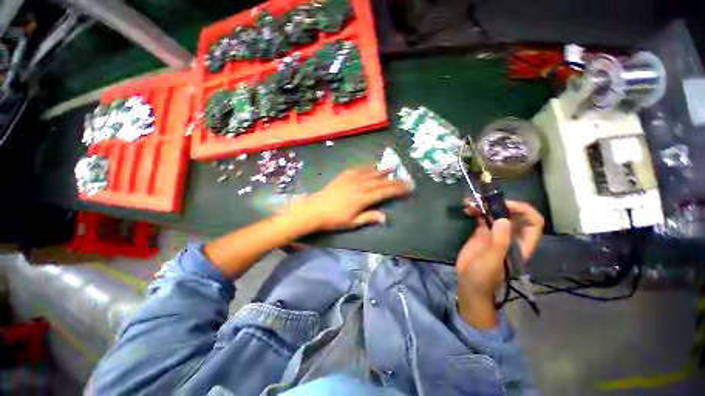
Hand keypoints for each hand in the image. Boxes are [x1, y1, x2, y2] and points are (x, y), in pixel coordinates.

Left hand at [289, 166, 411, 231]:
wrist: (314, 209)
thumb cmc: (334, 219)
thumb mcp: (352, 222)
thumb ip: (369, 217)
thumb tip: (385, 217)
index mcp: (362, 199)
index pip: (384, 193)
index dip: (397, 189)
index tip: (408, 186)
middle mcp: (359, 186)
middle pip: (380, 182)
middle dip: (394, 180)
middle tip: (406, 177)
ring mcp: (351, 179)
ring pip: (370, 173)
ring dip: (382, 170)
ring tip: (392, 167)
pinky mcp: (344, 176)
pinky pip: (358, 169)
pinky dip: (367, 167)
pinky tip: (372, 165)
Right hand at [456, 199, 543, 328]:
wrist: (469, 283)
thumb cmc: (483, 276)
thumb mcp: (492, 260)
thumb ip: (499, 242)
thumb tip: (504, 219)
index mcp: (520, 243)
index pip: (533, 222)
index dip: (523, 210)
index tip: (504, 205)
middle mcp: (510, 236)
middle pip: (513, 214)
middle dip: (500, 203)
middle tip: (484, 200)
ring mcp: (495, 233)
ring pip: (496, 213)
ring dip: (485, 205)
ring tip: (470, 202)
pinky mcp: (481, 233)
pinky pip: (482, 217)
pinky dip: (476, 210)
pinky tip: (467, 208)